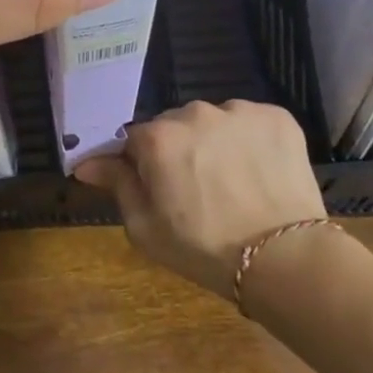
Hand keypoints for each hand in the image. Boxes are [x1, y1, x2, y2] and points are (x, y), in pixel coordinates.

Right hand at [75, 100, 324, 297]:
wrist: (286, 260)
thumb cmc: (204, 248)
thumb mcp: (145, 228)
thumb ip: (117, 185)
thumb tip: (86, 163)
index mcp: (157, 138)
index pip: (135, 140)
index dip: (143, 164)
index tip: (157, 188)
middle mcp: (193, 113)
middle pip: (175, 125)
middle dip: (179, 149)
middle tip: (197, 188)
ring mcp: (238, 112)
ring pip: (213, 120)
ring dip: (215, 141)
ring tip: (233, 180)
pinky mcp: (276, 117)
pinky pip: (250, 121)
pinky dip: (251, 139)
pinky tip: (259, 170)